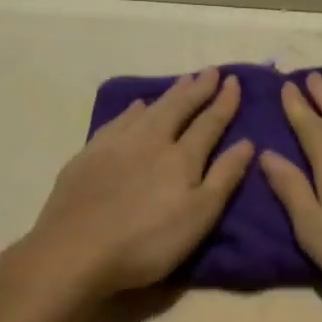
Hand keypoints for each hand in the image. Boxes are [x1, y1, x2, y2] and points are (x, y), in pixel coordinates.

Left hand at [21, 68, 253, 296]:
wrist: (75, 250)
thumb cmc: (147, 243)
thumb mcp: (198, 217)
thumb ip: (223, 178)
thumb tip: (247, 143)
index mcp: (181, 158)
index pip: (209, 123)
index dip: (224, 102)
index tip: (234, 81)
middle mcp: (151, 141)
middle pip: (178, 108)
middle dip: (197, 89)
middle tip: (211, 71)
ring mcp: (116, 144)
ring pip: (148, 109)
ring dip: (168, 94)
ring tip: (182, 80)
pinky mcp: (89, 154)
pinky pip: (118, 121)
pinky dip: (132, 110)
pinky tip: (135, 107)